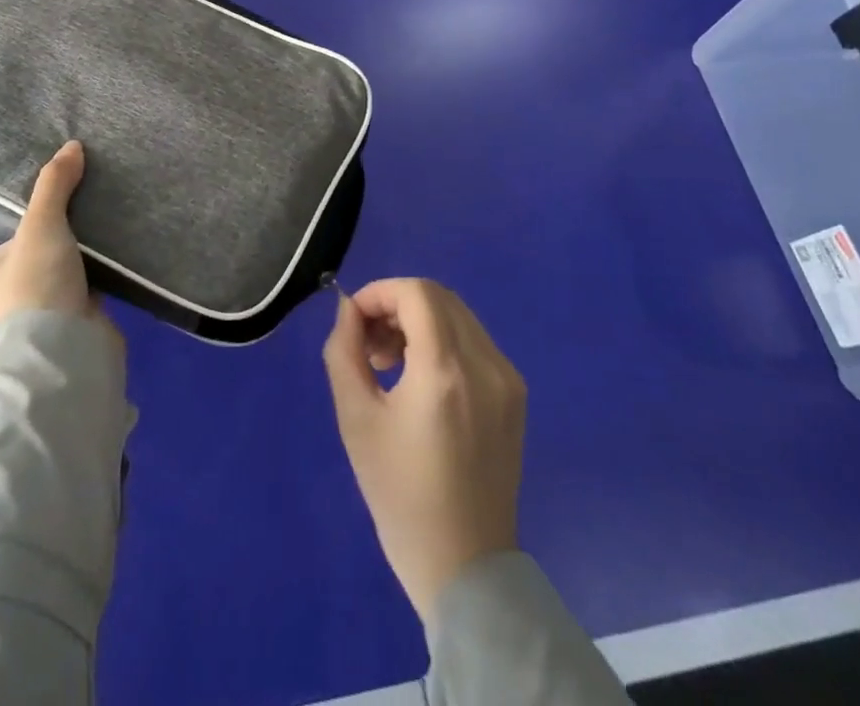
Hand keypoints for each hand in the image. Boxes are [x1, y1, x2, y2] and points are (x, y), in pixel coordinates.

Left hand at [0, 140, 95, 338]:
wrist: (66, 357)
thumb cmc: (32, 290)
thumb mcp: (41, 228)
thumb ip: (53, 186)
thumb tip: (70, 147)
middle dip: (9, 225)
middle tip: (35, 194)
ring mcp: (21, 309)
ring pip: (28, 266)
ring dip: (46, 243)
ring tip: (72, 210)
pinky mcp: (55, 317)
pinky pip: (60, 281)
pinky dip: (73, 262)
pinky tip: (95, 240)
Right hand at [322, 278, 526, 621]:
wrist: (464, 567)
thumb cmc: (400, 495)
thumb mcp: (355, 418)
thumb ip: (344, 350)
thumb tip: (349, 309)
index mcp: (445, 371)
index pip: (416, 293)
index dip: (379, 293)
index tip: (355, 322)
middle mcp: (485, 365)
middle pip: (438, 297)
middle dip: (396, 305)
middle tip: (370, 344)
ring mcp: (507, 379)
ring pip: (457, 315)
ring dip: (418, 321)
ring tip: (392, 363)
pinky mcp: (515, 395)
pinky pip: (474, 341)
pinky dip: (442, 340)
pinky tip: (422, 379)